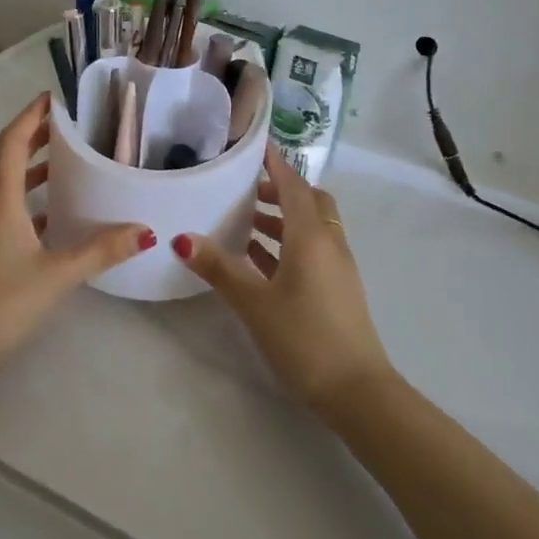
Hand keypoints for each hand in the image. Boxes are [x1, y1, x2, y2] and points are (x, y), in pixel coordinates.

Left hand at [0, 94, 153, 372]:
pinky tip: (56, 218)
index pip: (12, 142)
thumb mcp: (57, 274)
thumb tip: (146, 230)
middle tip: (71, 126)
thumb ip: (101, 250)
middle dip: (36, 137)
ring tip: (69, 164)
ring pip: (7, 186)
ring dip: (33, 170)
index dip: (31, 116)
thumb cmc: (1, 303)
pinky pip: (7, 211)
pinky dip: (30, 203)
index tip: (55, 97)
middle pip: (8, 159)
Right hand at [174, 145, 394, 414]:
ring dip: (283, 218)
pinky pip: (313, 250)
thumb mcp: (255, 303)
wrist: (357, 391)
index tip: (253, 147)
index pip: (293, 185)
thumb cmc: (304, 338)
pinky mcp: (338, 288)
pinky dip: (289, 243)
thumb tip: (182, 238)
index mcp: (311, 236)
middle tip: (244, 190)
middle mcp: (329, 243)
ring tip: (245, 222)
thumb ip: (220, 268)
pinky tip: (261, 261)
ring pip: (311, 227)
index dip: (274, 164)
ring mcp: (338, 266)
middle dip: (279, 190)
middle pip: (308, 201)